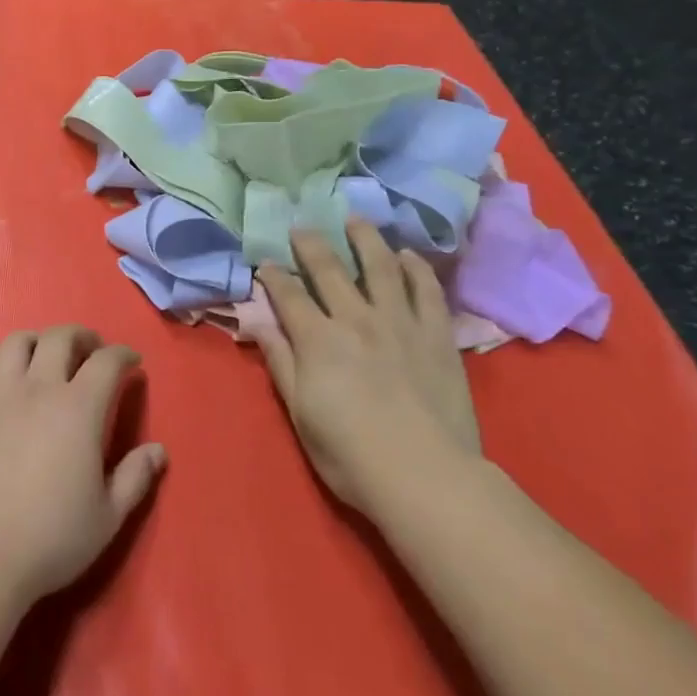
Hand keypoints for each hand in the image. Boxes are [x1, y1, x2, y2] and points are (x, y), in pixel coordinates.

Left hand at [0, 326, 166, 605]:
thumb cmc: (52, 537)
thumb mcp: (108, 516)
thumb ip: (135, 477)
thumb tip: (158, 450)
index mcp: (79, 409)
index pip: (106, 362)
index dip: (123, 355)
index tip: (132, 362)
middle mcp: (39, 390)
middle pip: (60, 337)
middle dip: (82, 336)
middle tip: (92, 350)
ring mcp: (0, 396)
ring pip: (17, 342)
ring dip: (38, 340)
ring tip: (47, 356)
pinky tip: (6, 380)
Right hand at [257, 223, 482, 511]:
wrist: (425, 475)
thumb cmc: (350, 453)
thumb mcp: (300, 413)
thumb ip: (280, 362)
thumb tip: (258, 323)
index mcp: (317, 340)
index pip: (289, 295)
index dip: (273, 276)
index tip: (265, 263)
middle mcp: (356, 319)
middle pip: (329, 269)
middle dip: (310, 245)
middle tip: (301, 227)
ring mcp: (400, 322)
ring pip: (380, 266)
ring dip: (365, 239)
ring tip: (356, 220)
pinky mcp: (437, 334)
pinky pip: (427, 290)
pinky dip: (416, 268)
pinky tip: (407, 255)